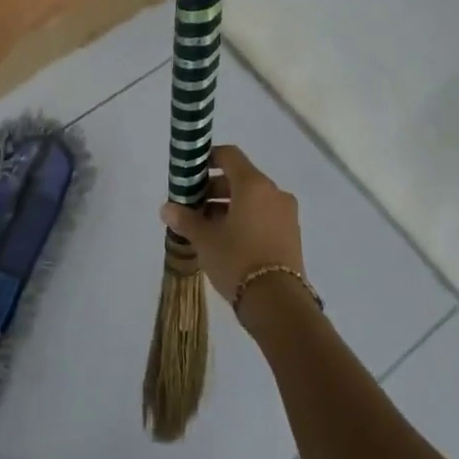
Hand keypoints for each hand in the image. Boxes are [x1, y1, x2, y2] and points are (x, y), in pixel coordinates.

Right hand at [159, 145, 303, 303]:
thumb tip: (166, 208)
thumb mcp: (205, 239)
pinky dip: (245, 218)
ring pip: (253, 199)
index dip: (208, 158)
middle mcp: (274, 193)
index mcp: (253, 185)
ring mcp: (286, 214)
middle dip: (214, 188)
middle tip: (193, 205)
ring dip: (229, 205)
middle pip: (240, 178)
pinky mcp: (292, 234)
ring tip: (206, 226)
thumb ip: (185, 219)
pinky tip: (227, 239)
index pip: (229, 155)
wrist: (277, 302)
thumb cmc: (237, 260)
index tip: (190, 172)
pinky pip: (264, 215)